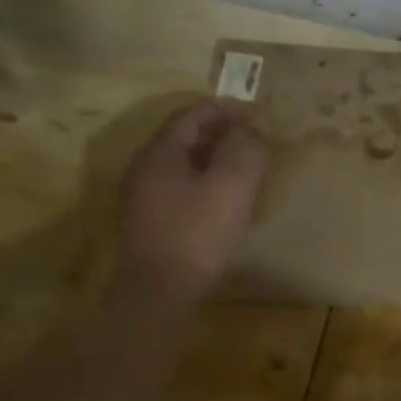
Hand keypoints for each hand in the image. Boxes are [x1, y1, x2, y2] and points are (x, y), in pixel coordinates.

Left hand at [115, 100, 268, 305]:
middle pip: (185, 135)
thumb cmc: (198, 232)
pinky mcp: (149, 218)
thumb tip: (253, 131)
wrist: (160, 289)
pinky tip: (224, 197)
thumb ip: (246, 150)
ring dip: (213, 157)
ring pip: (182, 161)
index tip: (257, 117)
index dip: (227, 110)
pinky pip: (179, 184)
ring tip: (245, 167)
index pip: (193, 113)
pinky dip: (204, 179)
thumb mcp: (233, 186)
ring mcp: (143, 193)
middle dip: (221, 132)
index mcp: (161, 151)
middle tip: (255, 141)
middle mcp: (145, 165)